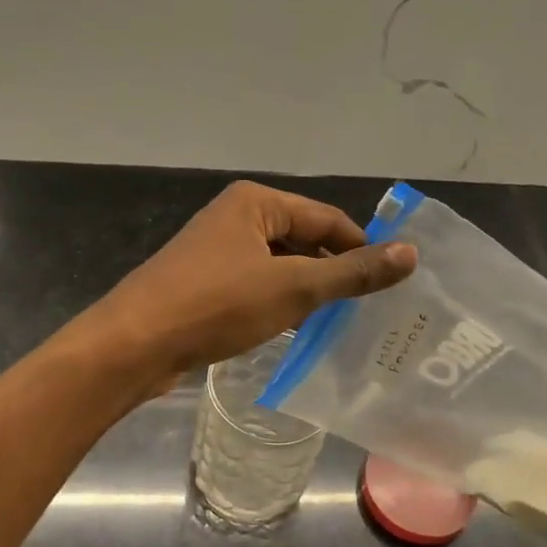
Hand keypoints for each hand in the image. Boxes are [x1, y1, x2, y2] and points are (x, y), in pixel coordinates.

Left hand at [81, 181, 416, 392]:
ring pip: (279, 267)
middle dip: (332, 274)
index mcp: (256, 203)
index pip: (327, 219)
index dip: (361, 250)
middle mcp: (236, 218)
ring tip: (339, 326)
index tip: (390, 286)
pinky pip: (256, 287)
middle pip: (302, 241)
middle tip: (368, 312)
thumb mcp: (293, 288)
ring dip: (306, 293)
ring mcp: (216, 252)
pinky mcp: (204, 284)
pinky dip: (278, 305)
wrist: (135, 344)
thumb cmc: (217, 304)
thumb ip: (353, 273)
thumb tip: (411, 253)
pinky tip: (294, 333)